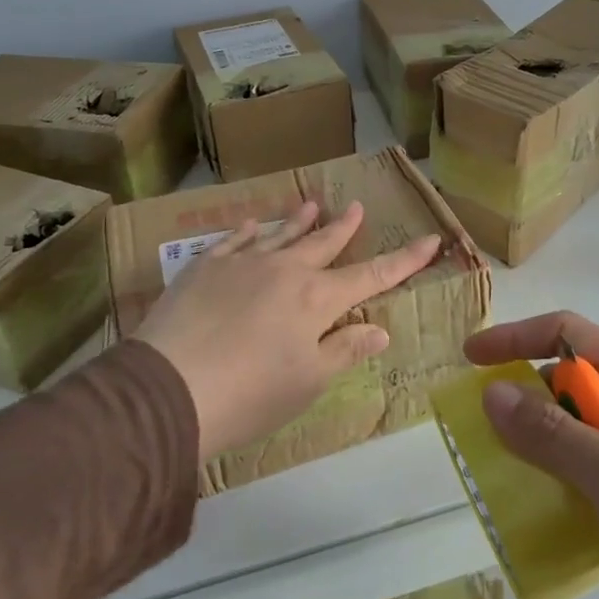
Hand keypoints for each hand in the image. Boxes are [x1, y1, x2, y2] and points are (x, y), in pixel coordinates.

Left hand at [137, 199, 440, 461]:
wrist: (168, 387)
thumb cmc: (250, 394)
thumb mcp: (308, 382)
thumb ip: (345, 350)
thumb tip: (379, 328)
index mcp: (316, 300)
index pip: (372, 276)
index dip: (404, 260)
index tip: (430, 240)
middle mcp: (285, 271)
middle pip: (323, 244)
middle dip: (344, 228)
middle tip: (356, 207)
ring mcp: (243, 264)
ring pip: (280, 235)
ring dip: (299, 220)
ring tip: (312, 204)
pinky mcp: (205, 267)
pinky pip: (234, 240)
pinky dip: (249, 230)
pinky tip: (254, 224)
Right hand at [465, 311, 598, 598]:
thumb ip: (551, 433)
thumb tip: (491, 391)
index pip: (571, 334)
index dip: (518, 337)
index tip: (472, 360)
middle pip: (570, 381)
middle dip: (525, 396)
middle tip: (484, 431)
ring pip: (577, 428)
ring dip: (540, 442)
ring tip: (503, 473)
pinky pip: (589, 468)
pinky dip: (560, 477)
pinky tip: (541, 507)